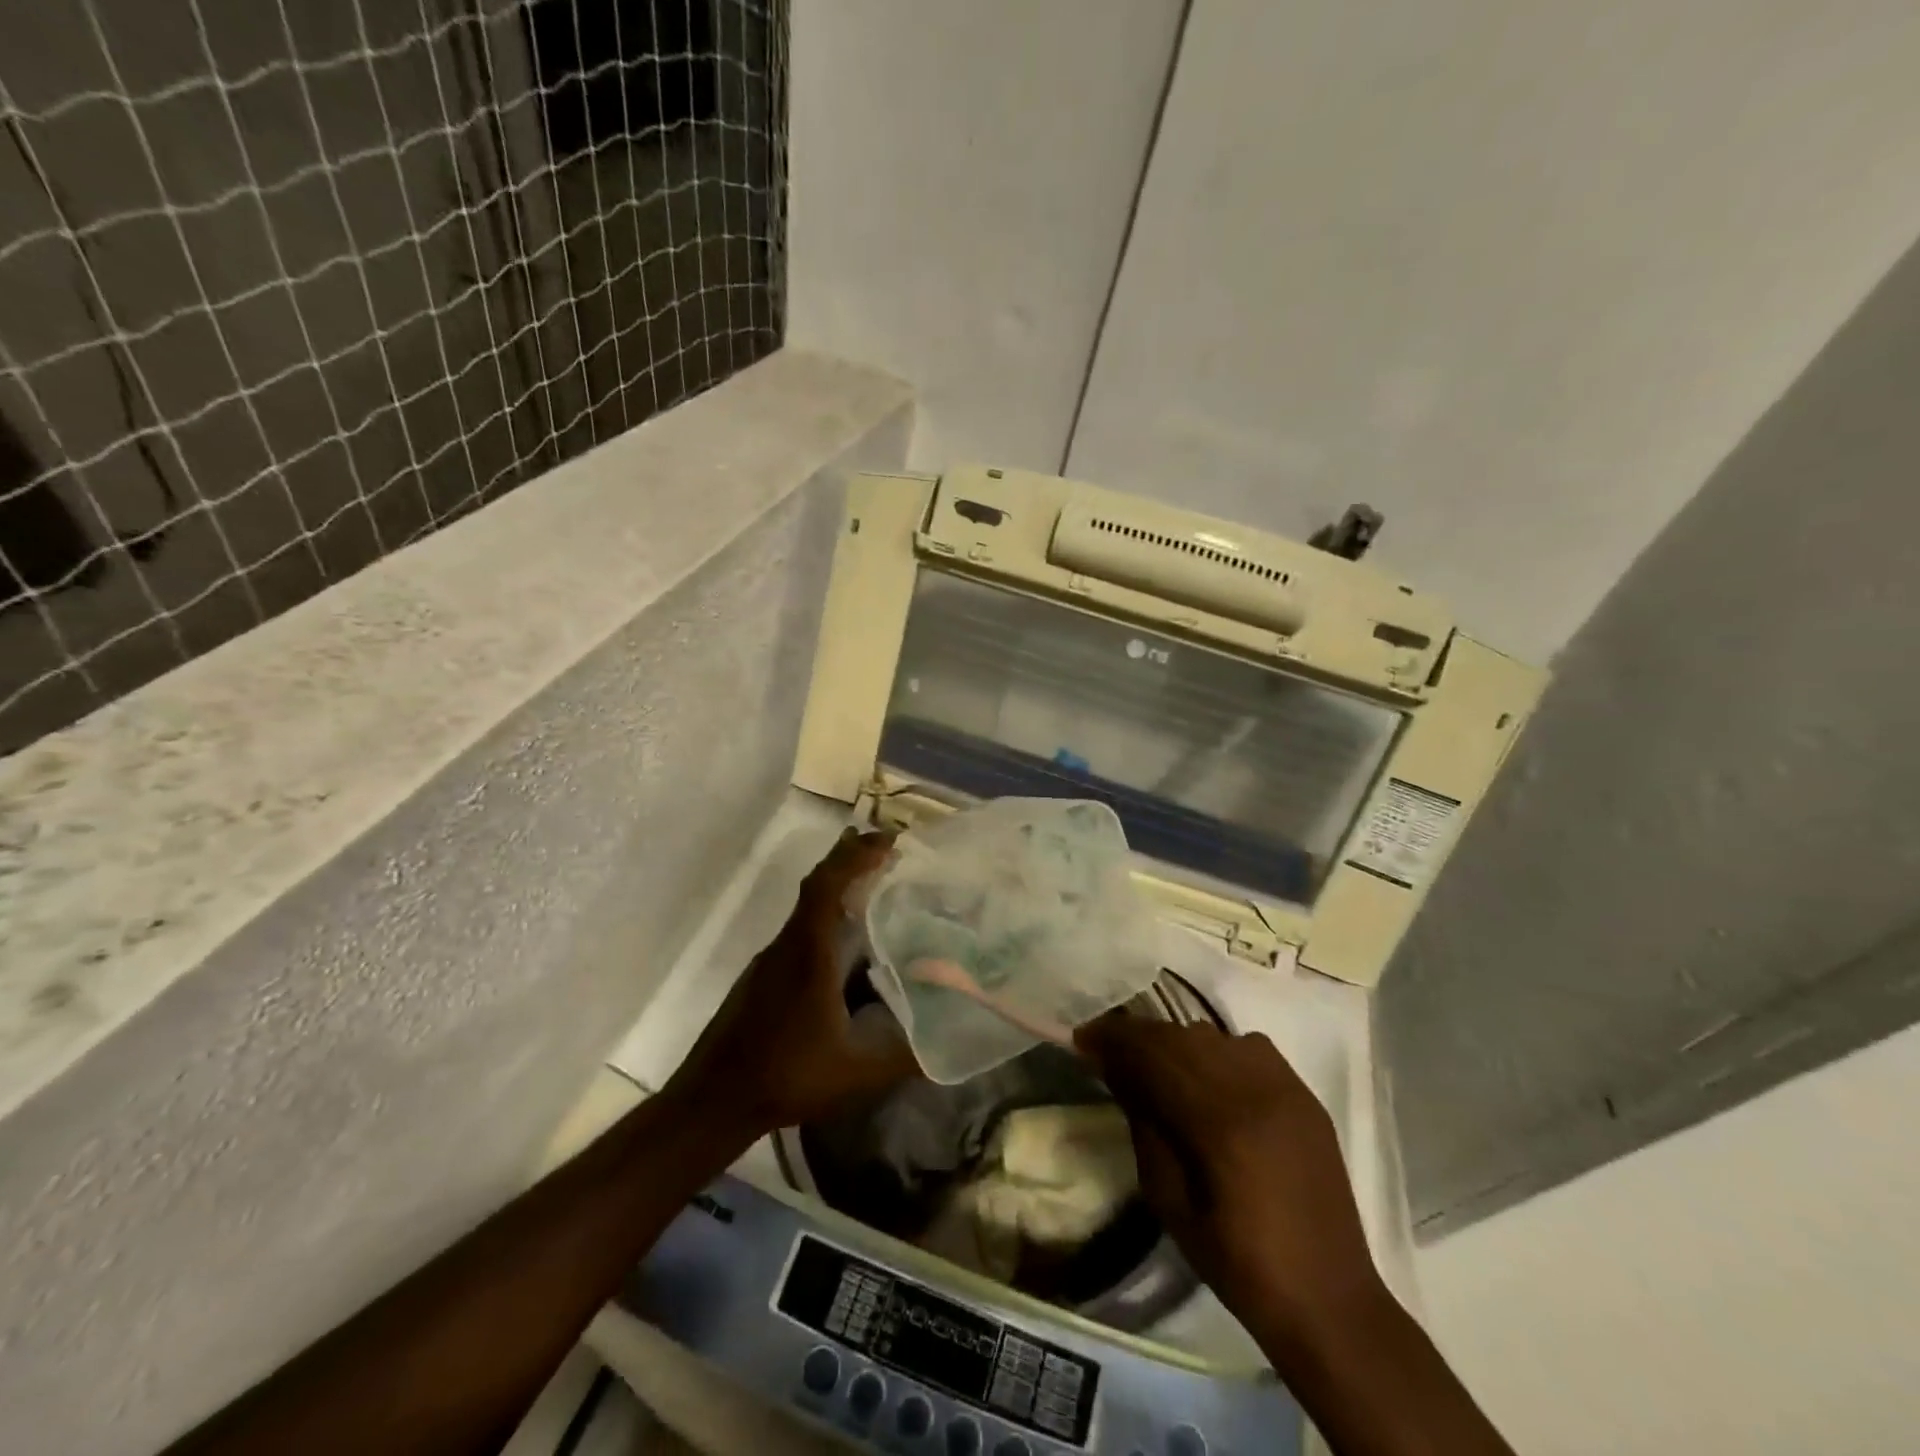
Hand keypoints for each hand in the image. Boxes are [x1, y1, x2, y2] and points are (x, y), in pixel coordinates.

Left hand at [665, 830, 918, 1140]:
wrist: (713, 1100)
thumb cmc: (786, 1076)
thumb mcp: (857, 1072)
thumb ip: (908, 1056)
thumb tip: (954, 1041)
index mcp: (808, 952)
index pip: (828, 883)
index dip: (857, 855)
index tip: (891, 840)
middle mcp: (787, 945)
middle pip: (817, 884)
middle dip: (852, 859)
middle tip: (890, 850)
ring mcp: (770, 960)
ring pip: (807, 908)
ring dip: (839, 888)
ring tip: (878, 888)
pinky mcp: (762, 977)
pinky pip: (800, 931)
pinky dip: (826, 916)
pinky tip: (847, 946)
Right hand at [1074, 1015, 1387, 1355]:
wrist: (1328, 1298)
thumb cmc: (1237, 1261)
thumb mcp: (1168, 1200)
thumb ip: (1144, 1125)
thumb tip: (1118, 1072)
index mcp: (1219, 1122)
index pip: (1153, 1053)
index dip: (1113, 1038)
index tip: (1083, 1038)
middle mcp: (1254, 1088)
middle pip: (1181, 1036)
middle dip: (1138, 1036)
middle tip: (1108, 1048)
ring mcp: (1285, 1085)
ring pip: (1213, 1035)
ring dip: (1175, 1042)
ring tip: (1153, 1063)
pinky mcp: (1304, 1093)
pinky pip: (1248, 1047)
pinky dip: (1215, 1050)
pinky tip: (1205, 1076)